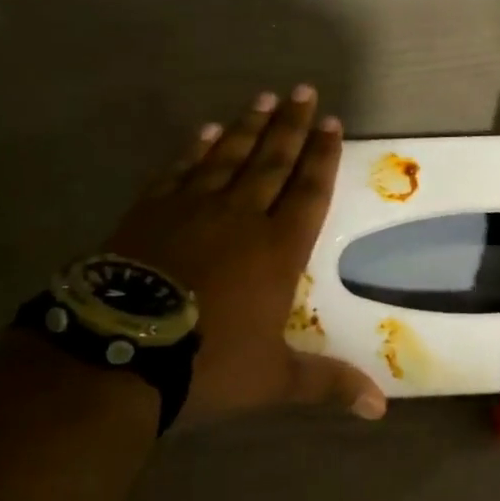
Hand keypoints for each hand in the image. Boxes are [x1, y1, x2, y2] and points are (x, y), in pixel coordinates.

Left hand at [104, 85, 386, 426]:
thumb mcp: (274, 379)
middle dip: (291, 126)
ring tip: (262, 99)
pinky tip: (203, 133)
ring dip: (247, 127)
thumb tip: (380, 410)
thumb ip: (327, 384)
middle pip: (271, 161)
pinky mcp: (149, 213)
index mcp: (277, 250)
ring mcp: (191, 210)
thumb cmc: (207, 363)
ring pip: (227, 157)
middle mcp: (239, 218)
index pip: (308, 191)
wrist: (120, 353)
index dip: (323, 157)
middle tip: (304, 91)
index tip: (333, 123)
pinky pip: (179, 172)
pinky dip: (194, 151)